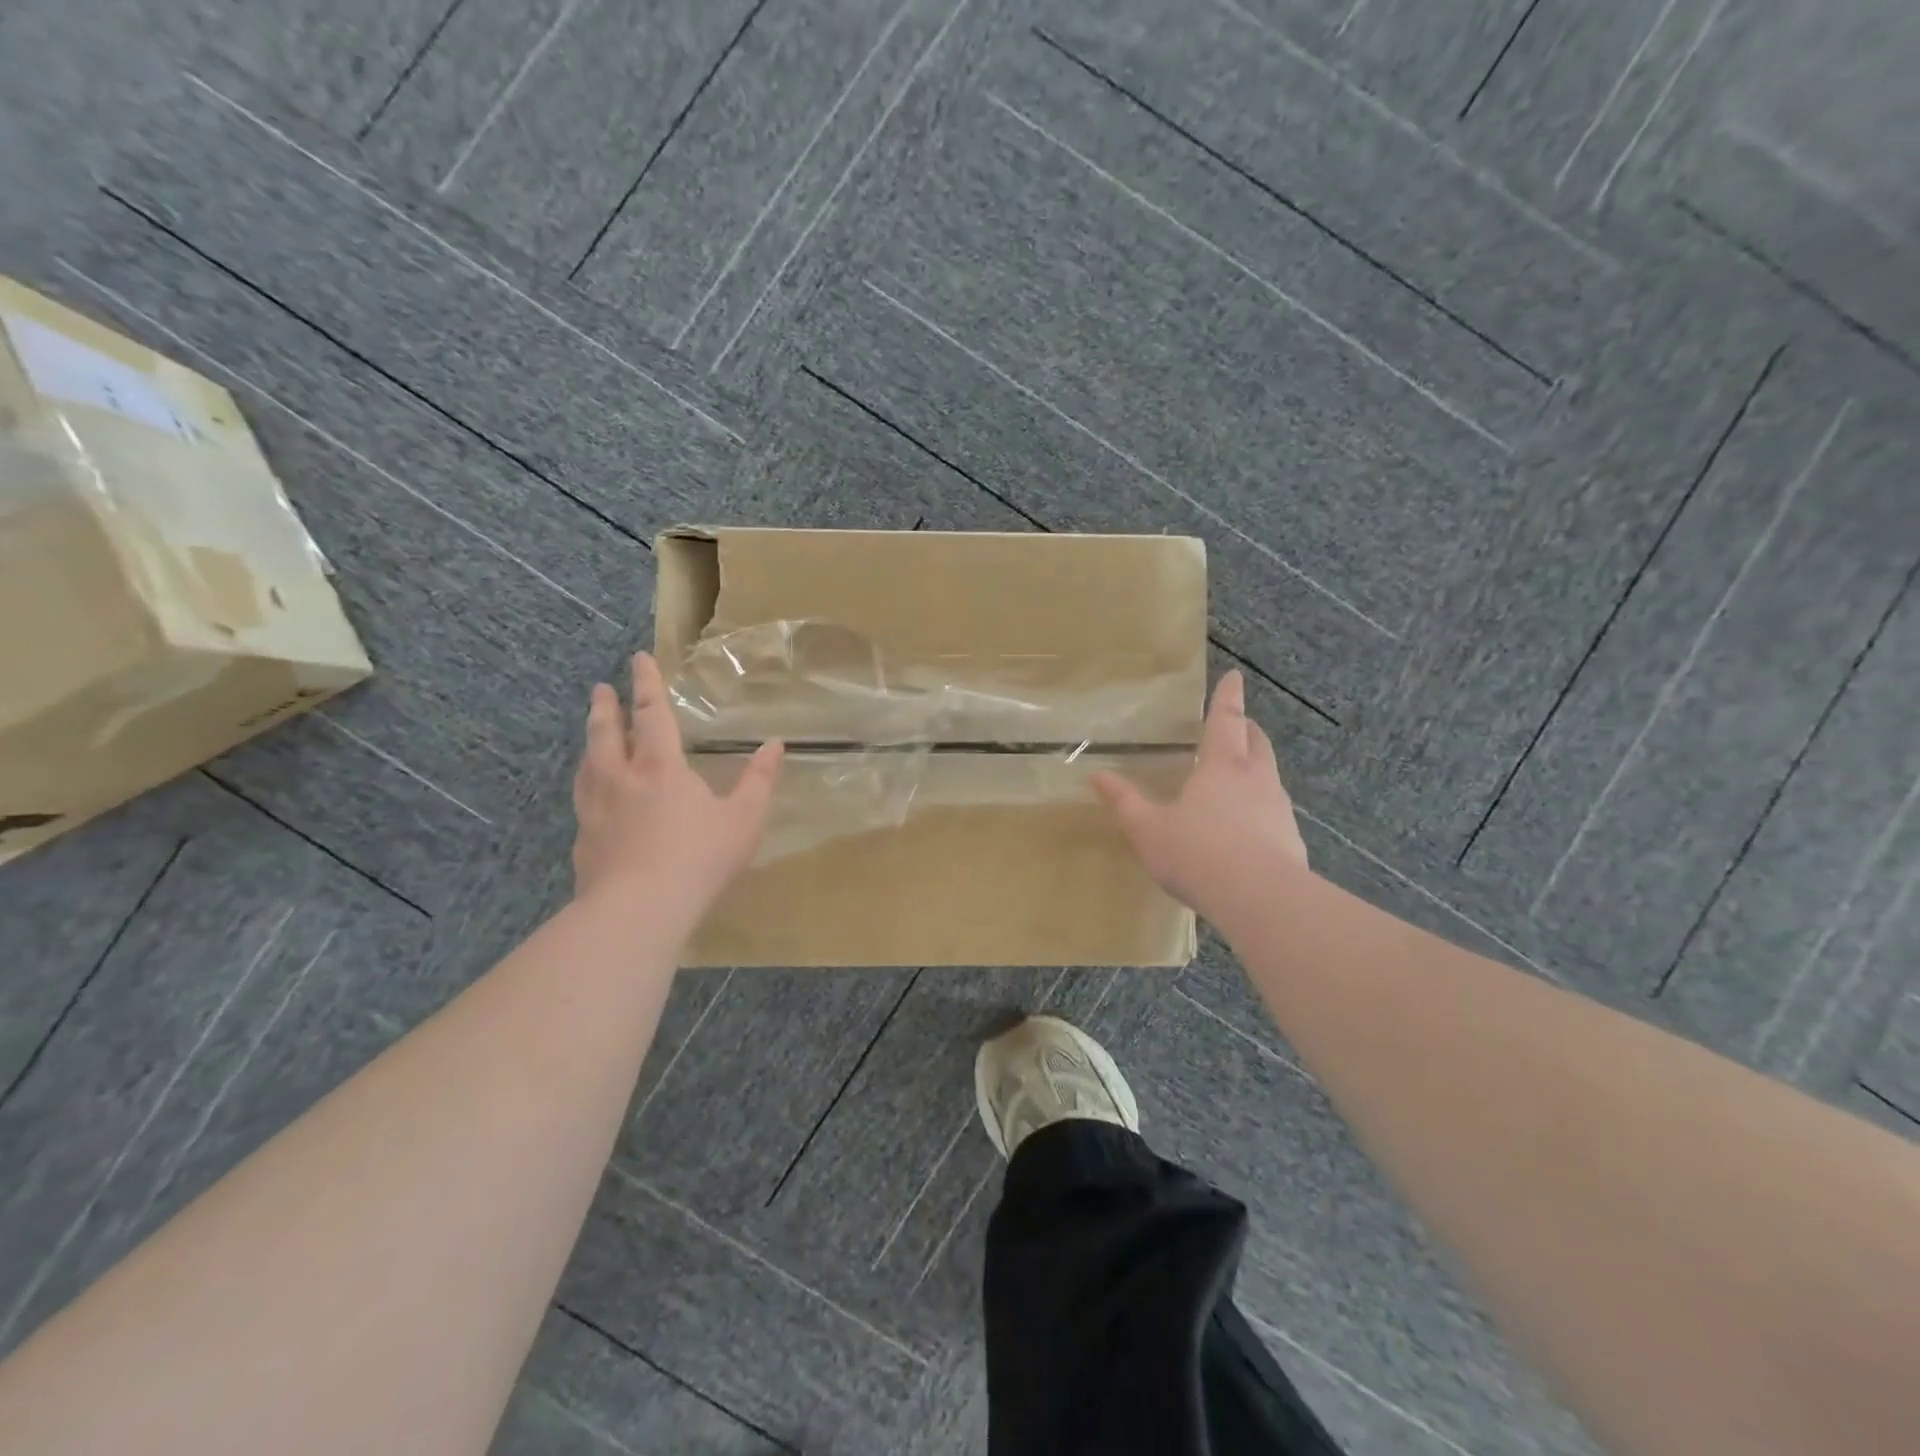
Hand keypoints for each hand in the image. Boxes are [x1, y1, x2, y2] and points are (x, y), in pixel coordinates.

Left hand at [572, 652, 783, 918]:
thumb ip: (759, 781)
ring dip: (591, 742)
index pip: (651, 714)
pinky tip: (591, 797)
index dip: (646, 684)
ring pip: (587, 764)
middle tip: (600, 689)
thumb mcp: (744, 819)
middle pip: (606, 733)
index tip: (637, 659)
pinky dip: (587, 784)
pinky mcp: (584, 841)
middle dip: (606, 707)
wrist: (638, 911)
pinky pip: (583, 800)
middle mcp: (621, 779)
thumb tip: (775, 745)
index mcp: (660, 767)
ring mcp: (596, 810)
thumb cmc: (698, 858)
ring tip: (592, 734)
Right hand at [1091, 671, 1307, 919]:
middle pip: (1257, 743)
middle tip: (1237, 725)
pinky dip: (1262, 809)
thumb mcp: (1148, 829)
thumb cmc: (1197, 853)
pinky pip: (1275, 814)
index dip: (1229, 697)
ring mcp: (1279, 810)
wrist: (1260, 899)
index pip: (1226, 720)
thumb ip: (1124, 802)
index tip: (1236, 676)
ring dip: (1256, 770)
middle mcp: (1257, 779)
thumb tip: (1096, 775)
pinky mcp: (1292, 841)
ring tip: (1238, 781)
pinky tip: (1248, 832)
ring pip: (1270, 777)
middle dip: (1247, 729)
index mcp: (1222, 766)